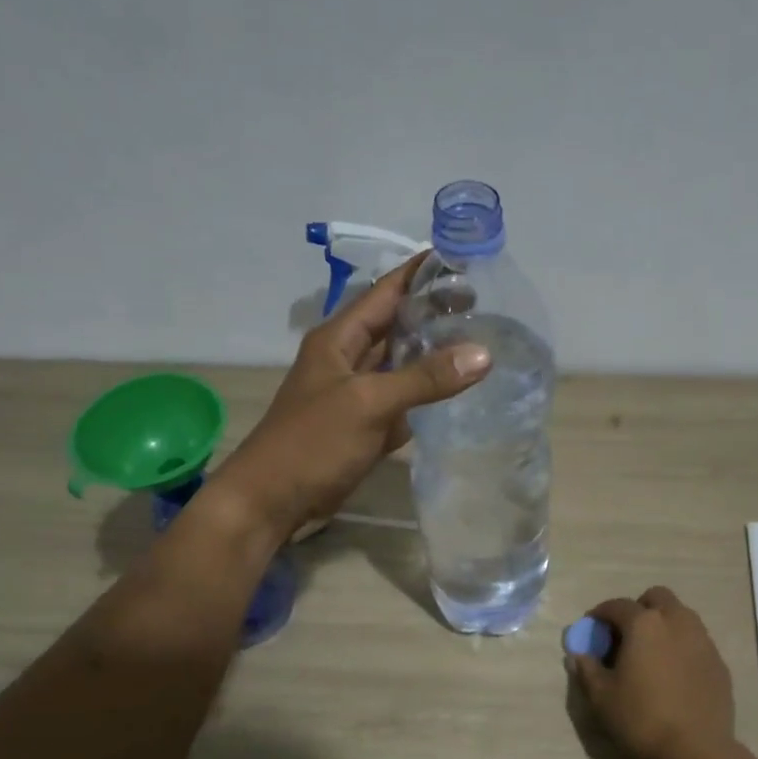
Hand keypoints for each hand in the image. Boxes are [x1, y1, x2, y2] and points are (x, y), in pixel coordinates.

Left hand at [214, 255, 491, 542]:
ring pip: (400, 365)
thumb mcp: (369, 403)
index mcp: (339, 338)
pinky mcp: (364, 427)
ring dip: (431, 355)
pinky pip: (400, 402)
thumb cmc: (312, 443)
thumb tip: (483, 354)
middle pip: (395, 326)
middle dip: (433, 313)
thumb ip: (424, 379)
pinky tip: (456, 393)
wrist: (273, 501)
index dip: (420, 272)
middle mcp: (348, 359)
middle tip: (484, 305)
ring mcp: (356, 395)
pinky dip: (424, 397)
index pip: (385, 291)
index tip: (461, 257)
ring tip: (479, 342)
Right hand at [566, 588, 740, 758]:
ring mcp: (702, 640)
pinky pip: (696, 641)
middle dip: (639, 608)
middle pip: (657, 597)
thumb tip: (578, 655)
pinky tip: (673, 673)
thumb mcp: (602, 697)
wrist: (697, 751)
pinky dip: (681, 646)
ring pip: (681, 615)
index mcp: (645, 624)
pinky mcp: (719, 662)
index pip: (617, 605)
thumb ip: (587, 670)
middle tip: (626, 634)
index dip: (600, 613)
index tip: (592, 627)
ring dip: (663, 624)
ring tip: (650, 652)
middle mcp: (676, 622)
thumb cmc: (641, 719)